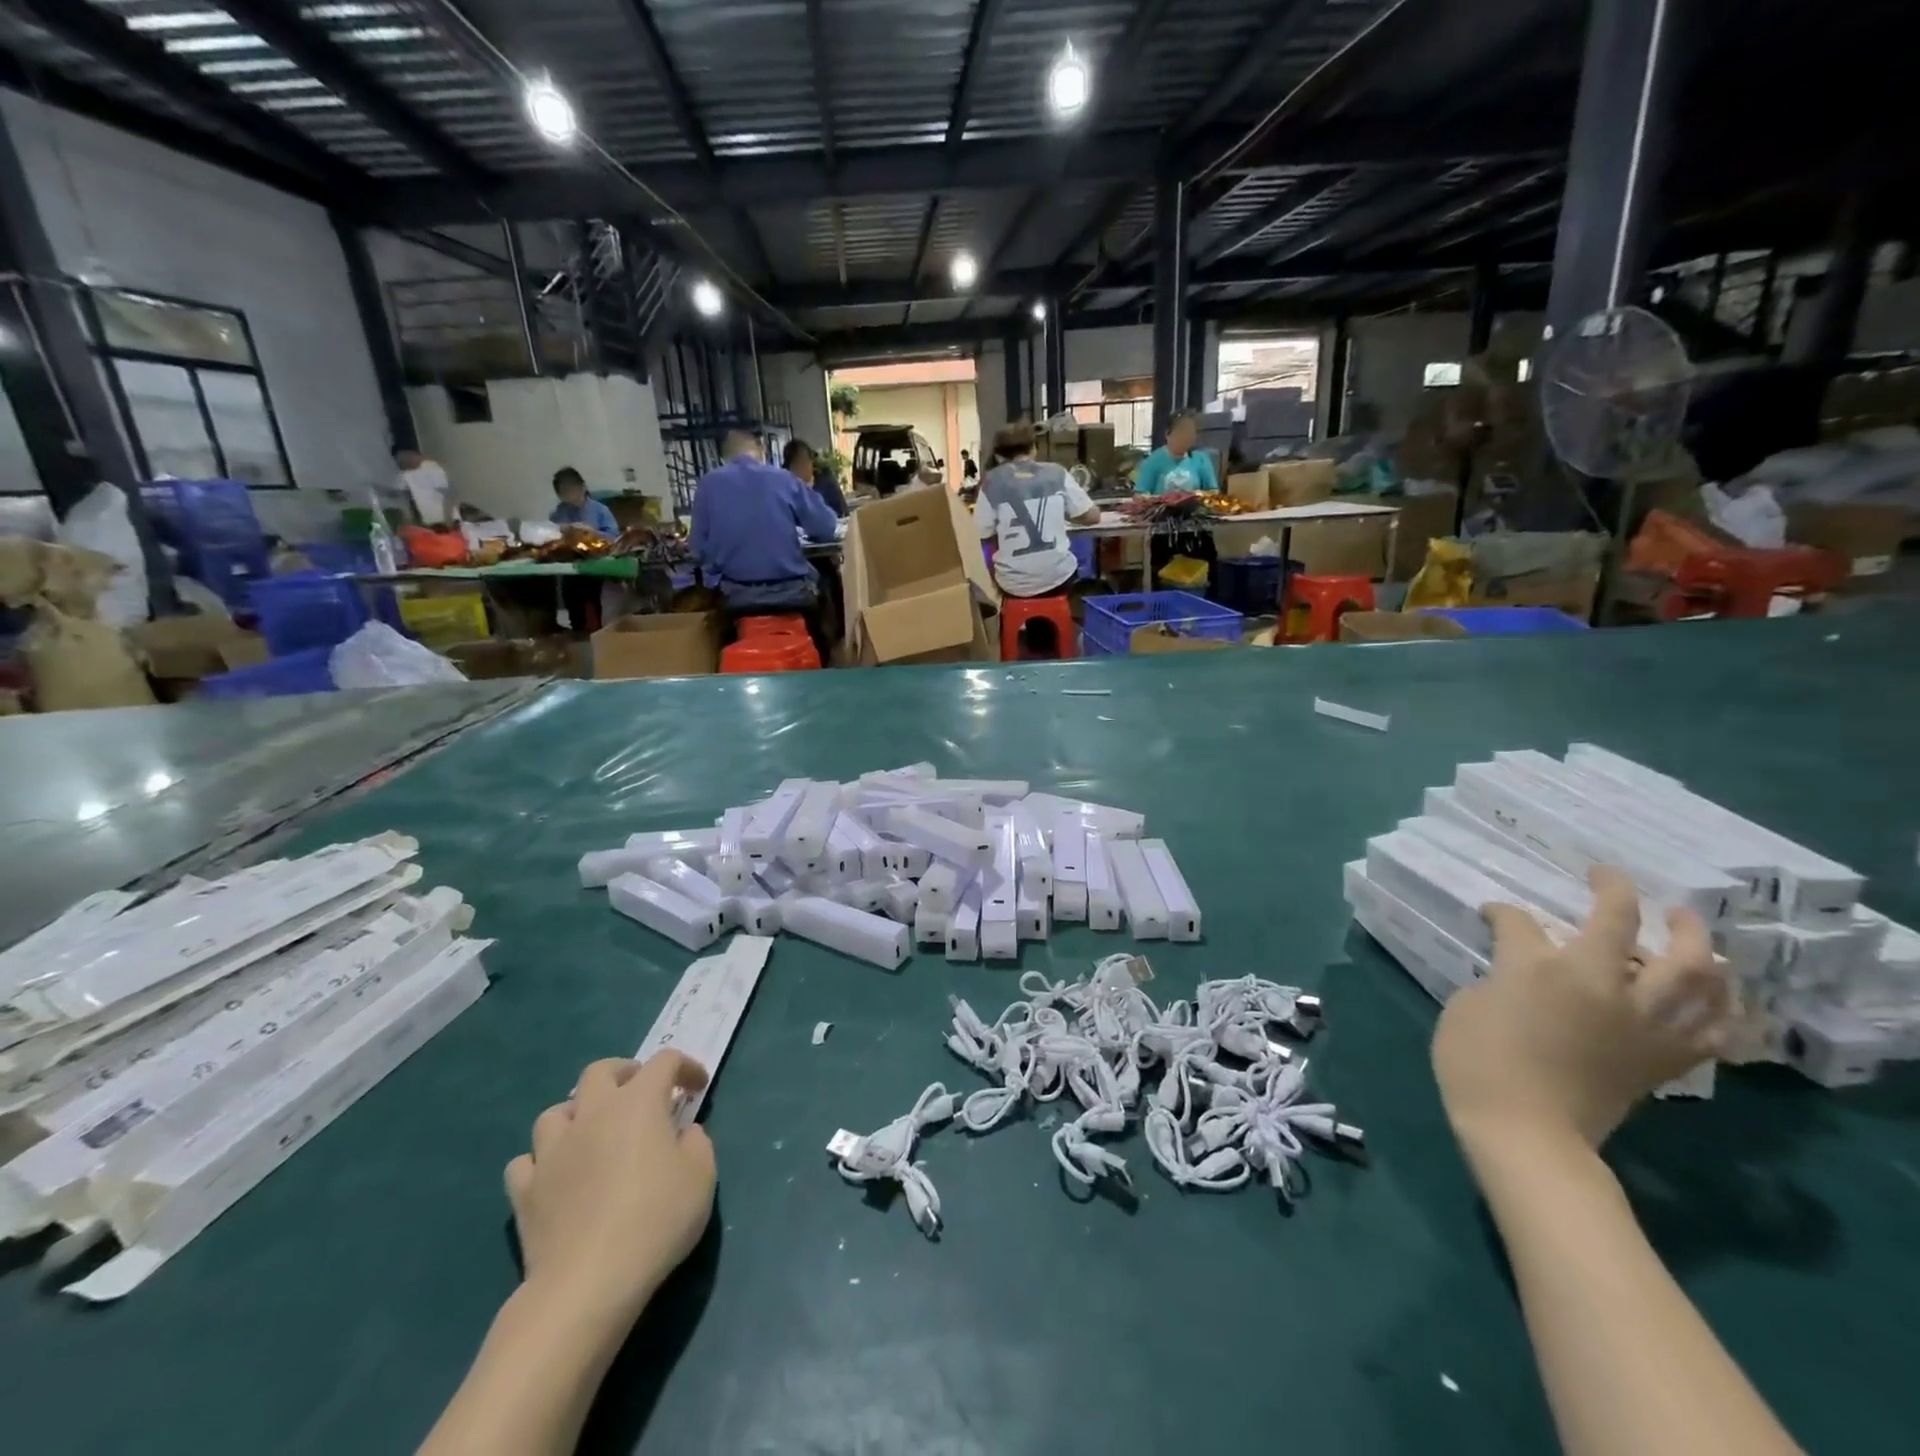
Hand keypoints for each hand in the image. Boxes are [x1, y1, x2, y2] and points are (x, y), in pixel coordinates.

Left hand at [505, 1052, 716, 1328]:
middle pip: (600, 1071)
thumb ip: (697, 1142)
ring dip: (576, 1114)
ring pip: (555, 1112)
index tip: (696, 1086)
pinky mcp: (524, 1191)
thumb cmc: (656, 1220)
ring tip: (592, 1133)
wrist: (589, 1283)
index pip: (665, 1061)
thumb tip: (682, 1133)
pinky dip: (541, 1161)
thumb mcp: (702, 1176)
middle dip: (623, 1073)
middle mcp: (593, 1113)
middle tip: (640, 1092)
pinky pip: (526, 1161)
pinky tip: (555, 1175)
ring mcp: (552, 1151)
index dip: (685, 1066)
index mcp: (639, 1102)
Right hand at [1432, 866, 1733, 1151]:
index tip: (1491, 914)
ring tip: (1688, 927)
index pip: (1518, 921)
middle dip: (1618, 894)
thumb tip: (1520, 970)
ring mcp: (1641, 1021)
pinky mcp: (1664, 1057)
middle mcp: (1601, 983)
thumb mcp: (1469, 1004)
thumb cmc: (1477, 1060)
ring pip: (1693, 971)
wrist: (1525, 1130)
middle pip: (1625, 924)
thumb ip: (1501, 977)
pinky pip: (1714, 1028)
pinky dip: (1723, 1008)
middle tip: (1613, 883)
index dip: (1501, 913)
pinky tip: (1718, 997)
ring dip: (1693, 941)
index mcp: (1541, 967)